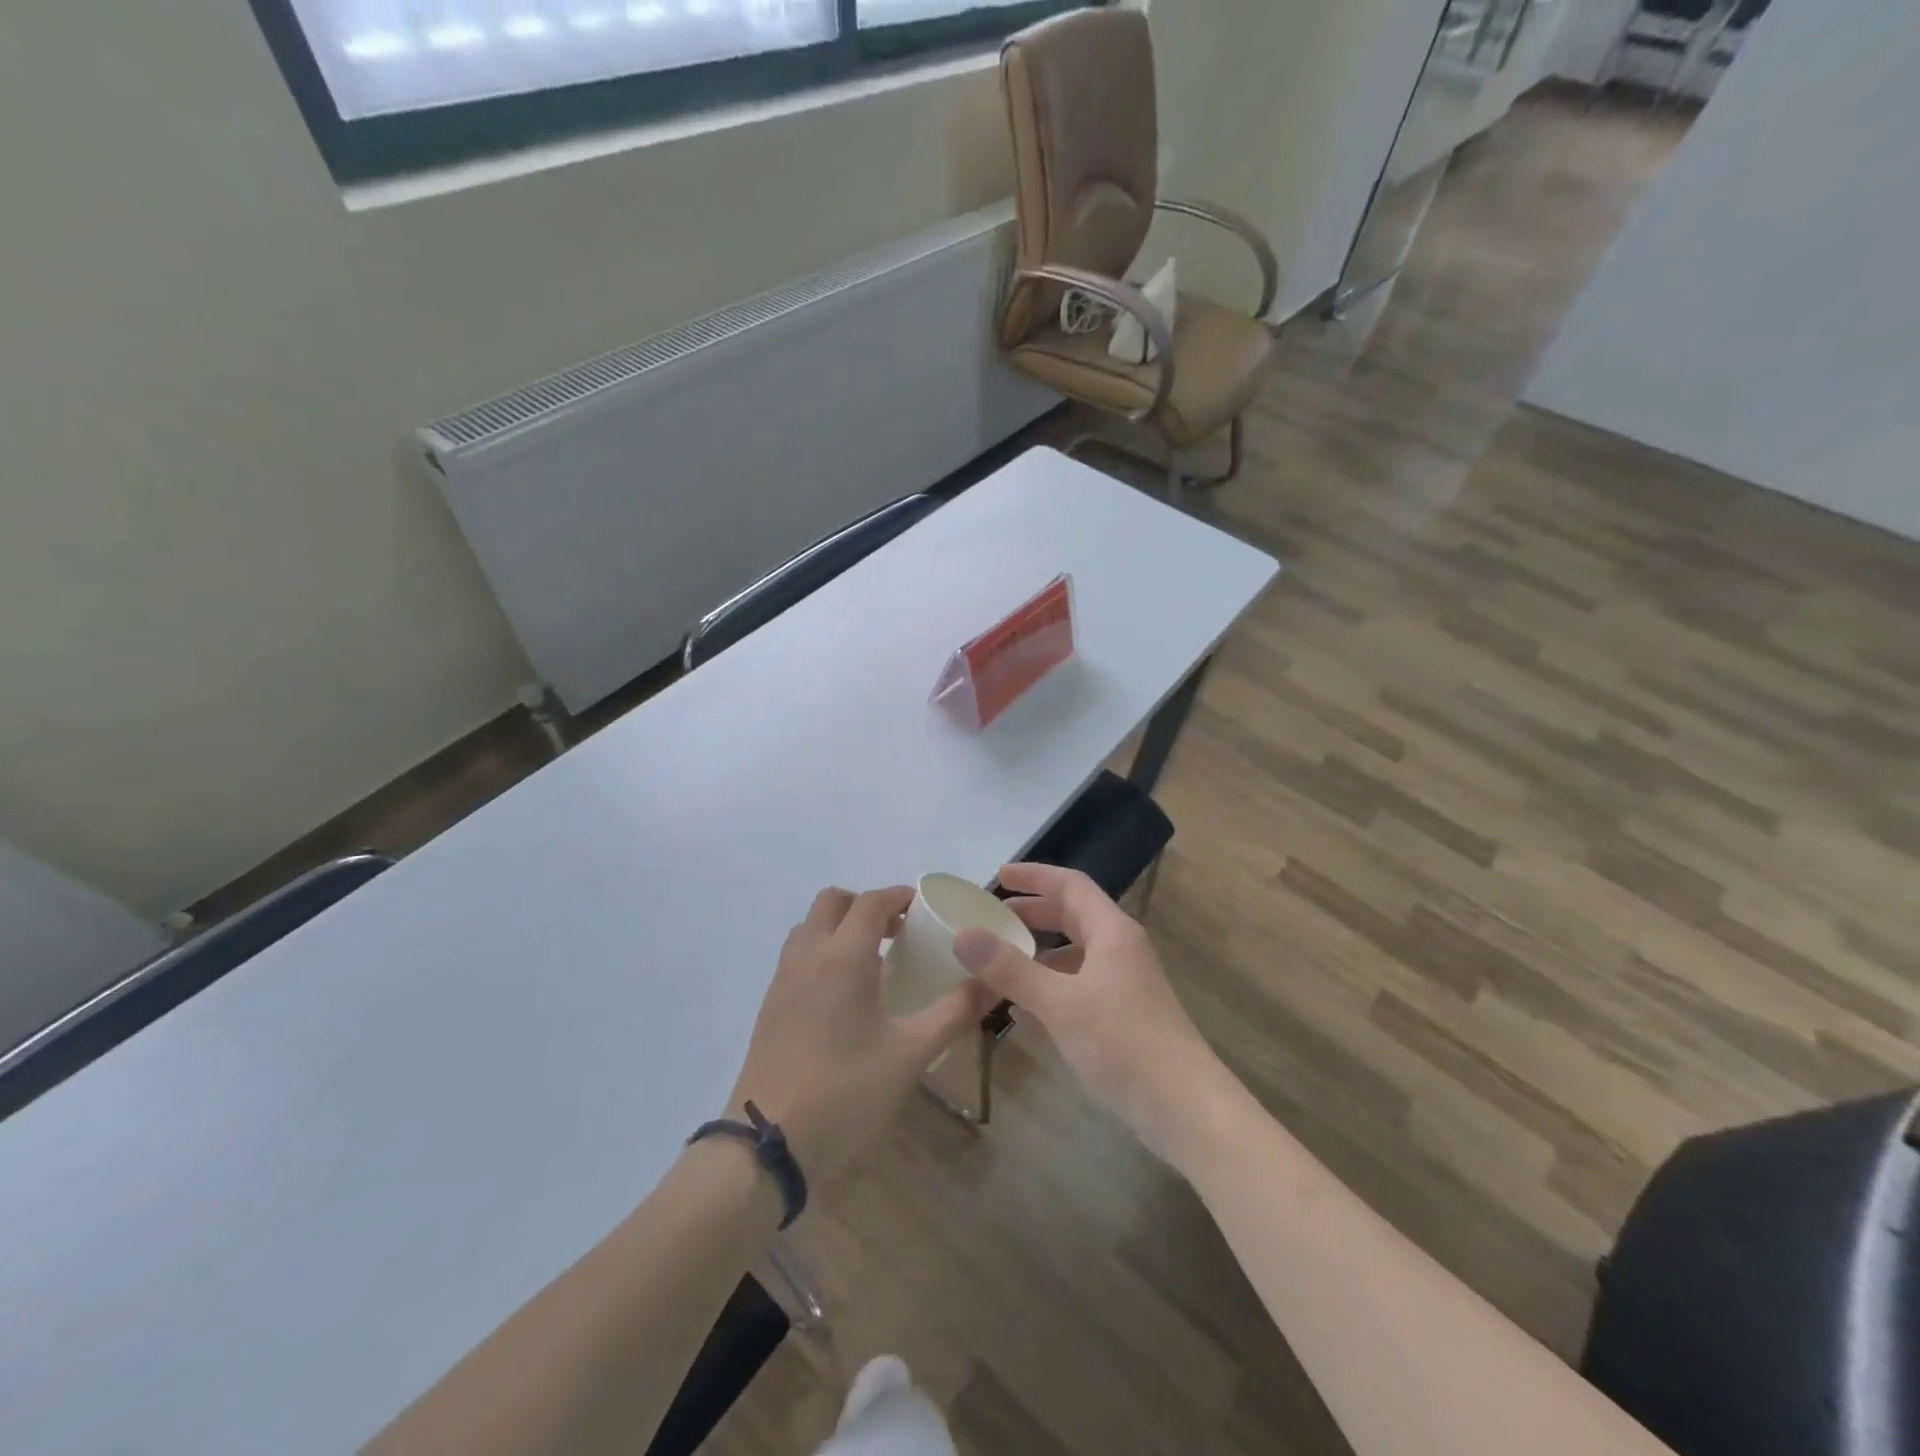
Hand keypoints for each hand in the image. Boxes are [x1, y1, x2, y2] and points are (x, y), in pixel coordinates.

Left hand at [728, 886, 998, 1191]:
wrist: (767, 1145)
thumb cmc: (845, 1092)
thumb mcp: (909, 1055)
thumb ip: (953, 1013)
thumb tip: (992, 984)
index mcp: (843, 958)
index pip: (870, 902)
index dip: (898, 896)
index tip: (924, 907)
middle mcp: (808, 956)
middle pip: (832, 901)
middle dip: (866, 904)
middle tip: (898, 931)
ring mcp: (782, 980)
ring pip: (810, 926)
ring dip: (840, 925)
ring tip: (873, 958)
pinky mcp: (769, 1006)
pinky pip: (797, 955)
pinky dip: (822, 951)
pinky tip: (844, 993)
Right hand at [952, 863, 1227, 1165]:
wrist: (1185, 1108)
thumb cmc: (1124, 1043)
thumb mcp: (1060, 1004)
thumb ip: (1011, 970)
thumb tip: (964, 936)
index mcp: (1111, 932)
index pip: (1070, 885)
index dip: (1034, 876)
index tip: (997, 876)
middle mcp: (1120, 949)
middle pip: (1073, 915)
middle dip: (1033, 911)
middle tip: (993, 916)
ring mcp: (1124, 983)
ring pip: (1075, 952)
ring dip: (1040, 951)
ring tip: (1001, 961)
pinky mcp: (1123, 1015)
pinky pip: (1079, 985)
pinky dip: (1050, 985)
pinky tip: (1024, 1009)